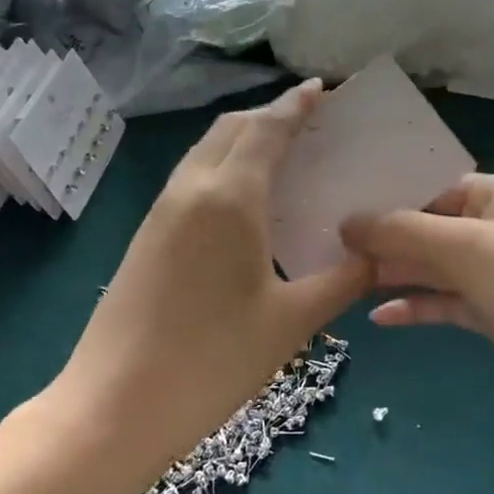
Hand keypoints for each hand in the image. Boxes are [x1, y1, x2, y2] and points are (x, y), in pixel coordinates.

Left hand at [61, 81, 369, 460]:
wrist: (114, 406)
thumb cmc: (213, 361)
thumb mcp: (292, 322)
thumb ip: (342, 280)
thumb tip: (379, 255)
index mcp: (230, 198)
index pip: (268, 130)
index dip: (297, 105)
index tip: (323, 88)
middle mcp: (192, 189)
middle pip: (233, 128)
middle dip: (272, 114)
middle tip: (313, 121)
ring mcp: (162, 210)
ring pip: (207, 149)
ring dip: (244, 137)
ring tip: (284, 152)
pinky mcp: (147, 234)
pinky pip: (192, 177)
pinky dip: (224, 165)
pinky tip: (246, 199)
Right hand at [341, 175, 493, 444]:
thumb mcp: (465, 247)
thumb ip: (402, 232)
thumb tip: (347, 222)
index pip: (431, 186)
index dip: (386, 195)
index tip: (336, 204)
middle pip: (429, 227)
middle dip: (383, 237)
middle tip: (326, 245)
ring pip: (434, 267)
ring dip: (395, 273)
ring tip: (344, 279)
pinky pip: (447, 304)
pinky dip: (417, 307)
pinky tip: (380, 317)